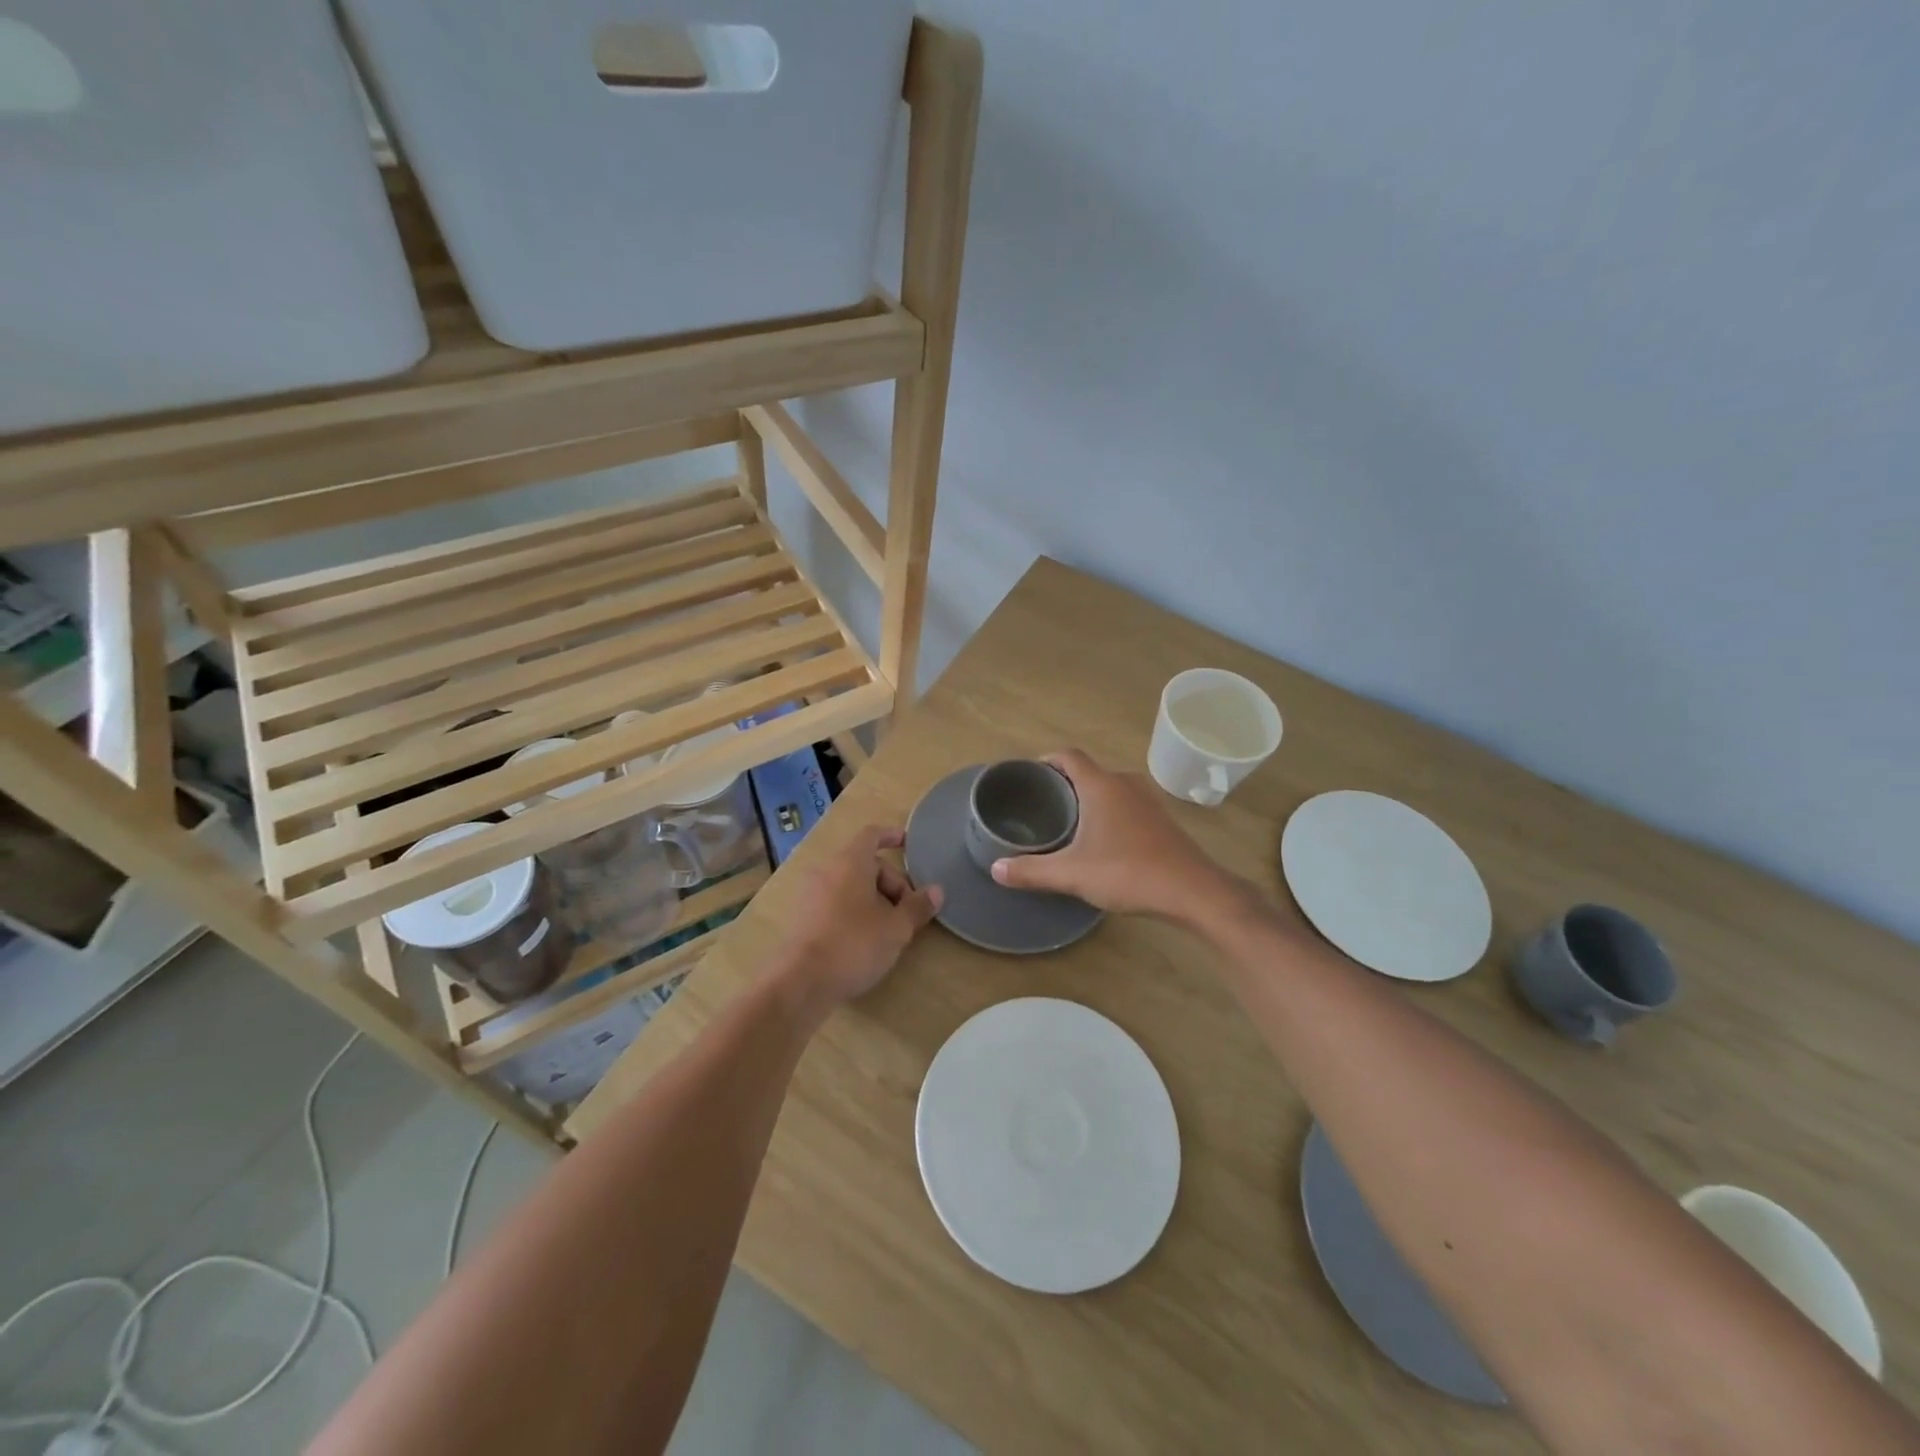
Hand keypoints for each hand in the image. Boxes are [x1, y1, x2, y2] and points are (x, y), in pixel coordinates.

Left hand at [780, 826, 942, 1012]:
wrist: (800, 982)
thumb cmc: (854, 944)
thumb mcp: (896, 928)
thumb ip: (918, 907)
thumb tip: (936, 891)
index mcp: (850, 862)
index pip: (871, 835)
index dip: (891, 836)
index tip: (908, 843)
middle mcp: (827, 870)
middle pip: (864, 864)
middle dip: (890, 882)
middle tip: (907, 911)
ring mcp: (810, 894)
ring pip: (849, 885)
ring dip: (872, 899)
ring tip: (888, 928)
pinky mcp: (801, 918)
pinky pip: (834, 902)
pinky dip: (852, 911)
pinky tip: (863, 940)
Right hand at [989, 749, 1244, 922]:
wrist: (1193, 891)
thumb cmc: (1128, 872)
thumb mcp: (1072, 874)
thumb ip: (1031, 871)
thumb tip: (995, 868)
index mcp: (1101, 785)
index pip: (1068, 756)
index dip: (1046, 760)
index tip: (1028, 777)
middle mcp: (1125, 783)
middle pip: (1088, 771)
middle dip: (1063, 783)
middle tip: (1040, 805)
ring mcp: (1147, 800)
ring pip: (1109, 788)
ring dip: (1088, 798)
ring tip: (1066, 821)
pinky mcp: (1161, 819)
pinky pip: (1125, 803)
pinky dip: (1108, 811)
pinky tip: (1101, 839)